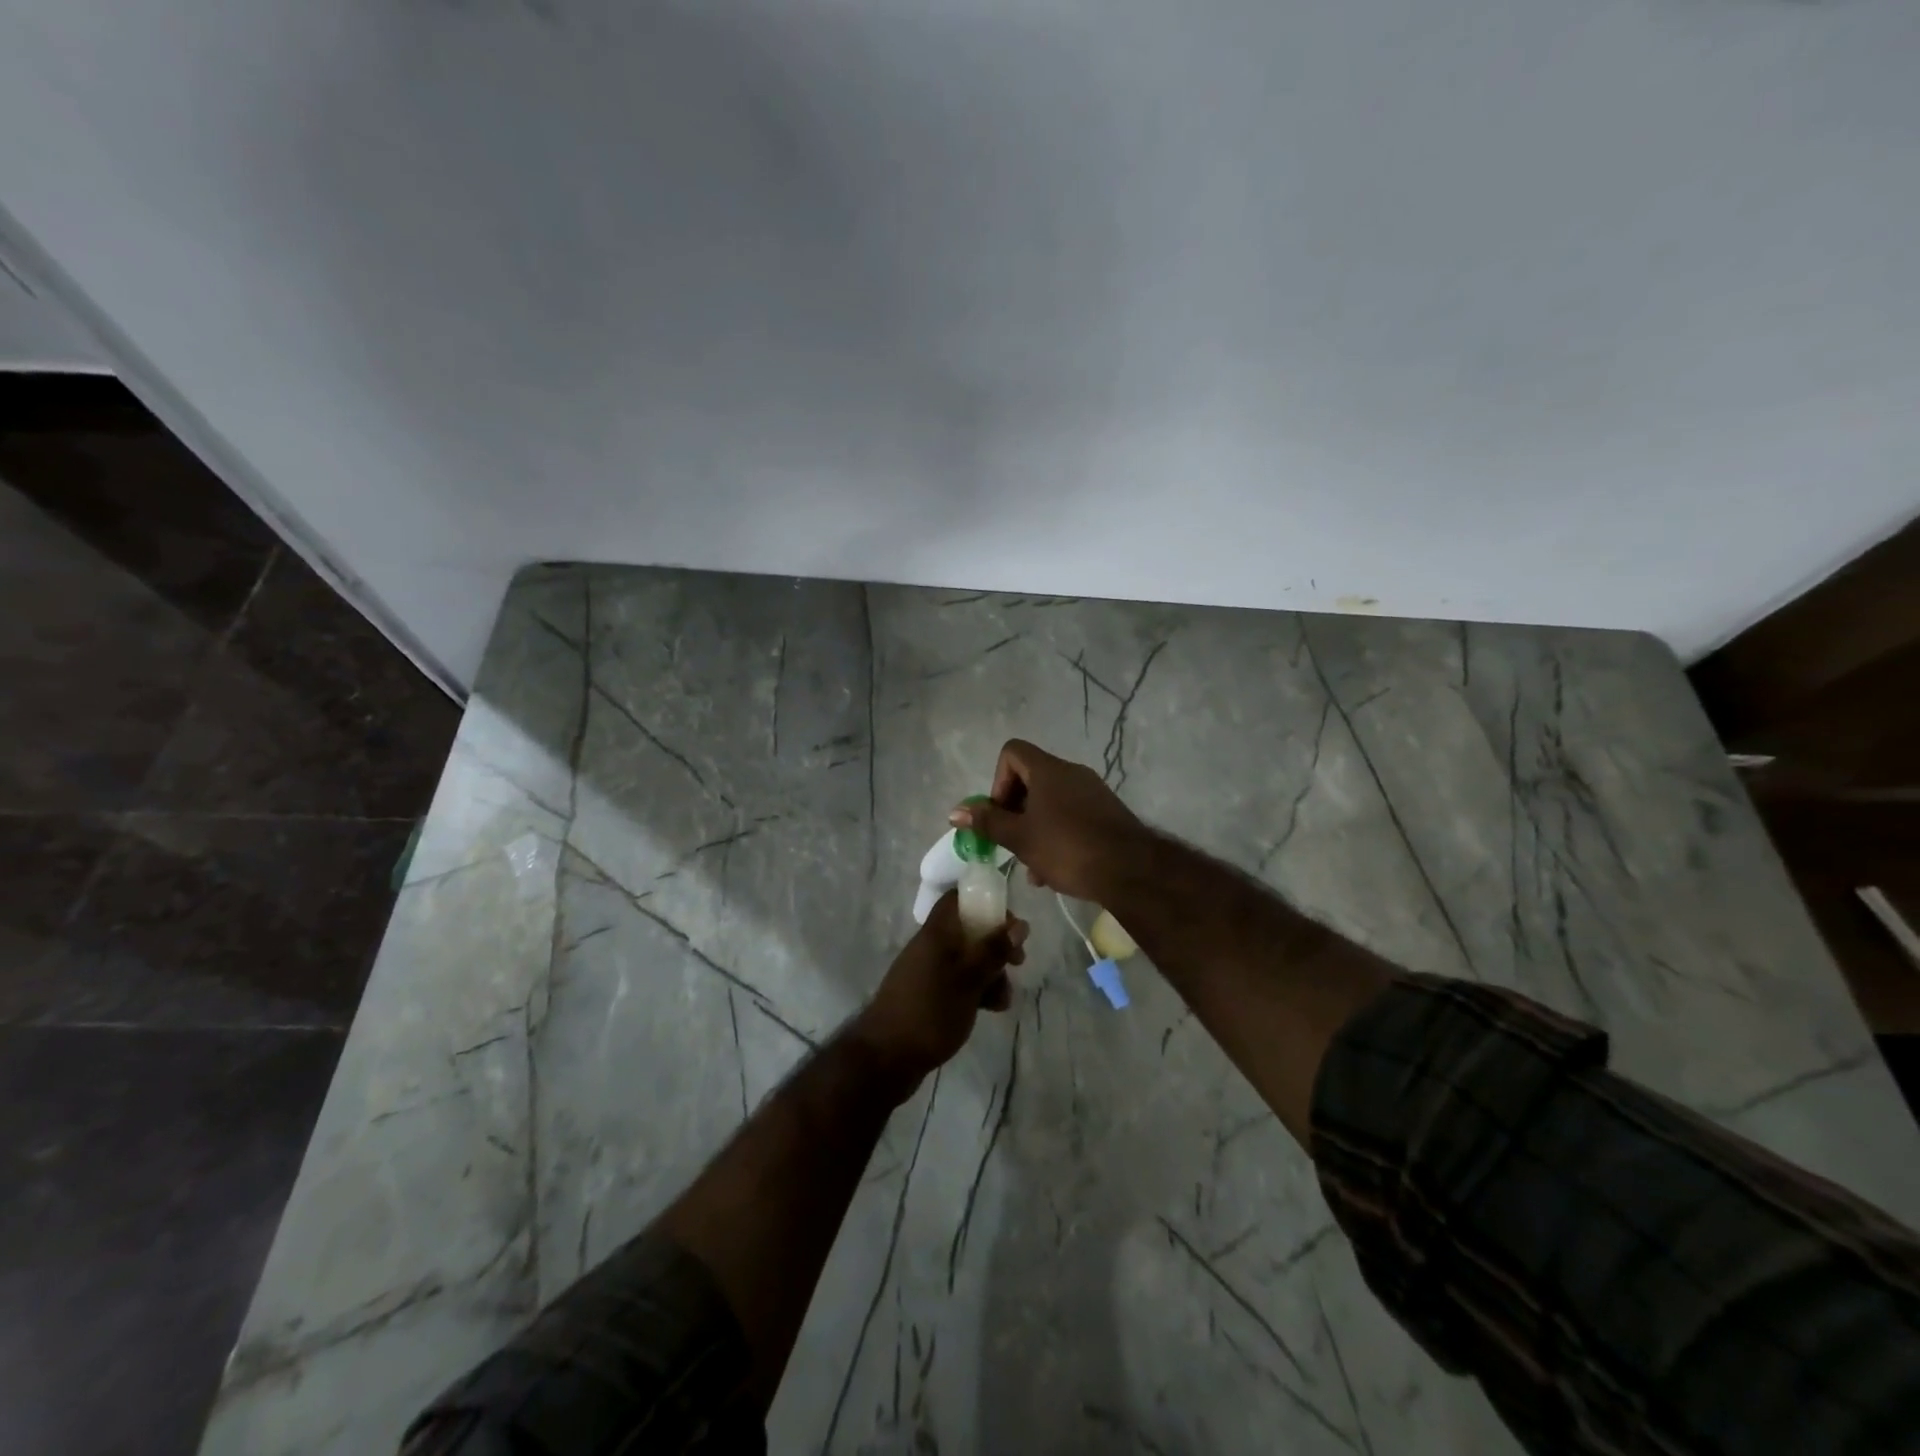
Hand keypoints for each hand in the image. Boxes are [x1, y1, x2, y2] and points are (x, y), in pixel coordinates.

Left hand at [850, 891, 1027, 1096]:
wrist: (887, 1058)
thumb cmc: (930, 1011)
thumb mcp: (969, 979)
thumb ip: (993, 950)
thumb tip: (1019, 924)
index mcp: (936, 933)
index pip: (958, 898)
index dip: (985, 901)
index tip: (1010, 921)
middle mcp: (932, 946)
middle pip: (969, 930)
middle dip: (997, 944)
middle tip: (1018, 961)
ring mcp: (929, 972)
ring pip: (968, 960)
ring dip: (991, 973)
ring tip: (1003, 998)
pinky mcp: (930, 995)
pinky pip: (960, 982)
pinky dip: (978, 990)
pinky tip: (992, 1009)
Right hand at [950, 739, 1146, 900]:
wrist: (1131, 870)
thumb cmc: (1067, 848)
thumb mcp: (1020, 838)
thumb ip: (987, 822)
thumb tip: (955, 811)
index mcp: (1048, 770)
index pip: (1012, 752)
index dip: (998, 780)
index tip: (1000, 813)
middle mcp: (1071, 773)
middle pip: (1030, 779)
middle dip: (1014, 811)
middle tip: (1010, 842)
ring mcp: (1092, 792)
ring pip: (1050, 802)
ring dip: (1034, 828)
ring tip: (1031, 867)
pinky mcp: (1106, 812)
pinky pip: (1071, 815)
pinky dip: (1056, 834)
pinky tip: (1054, 871)